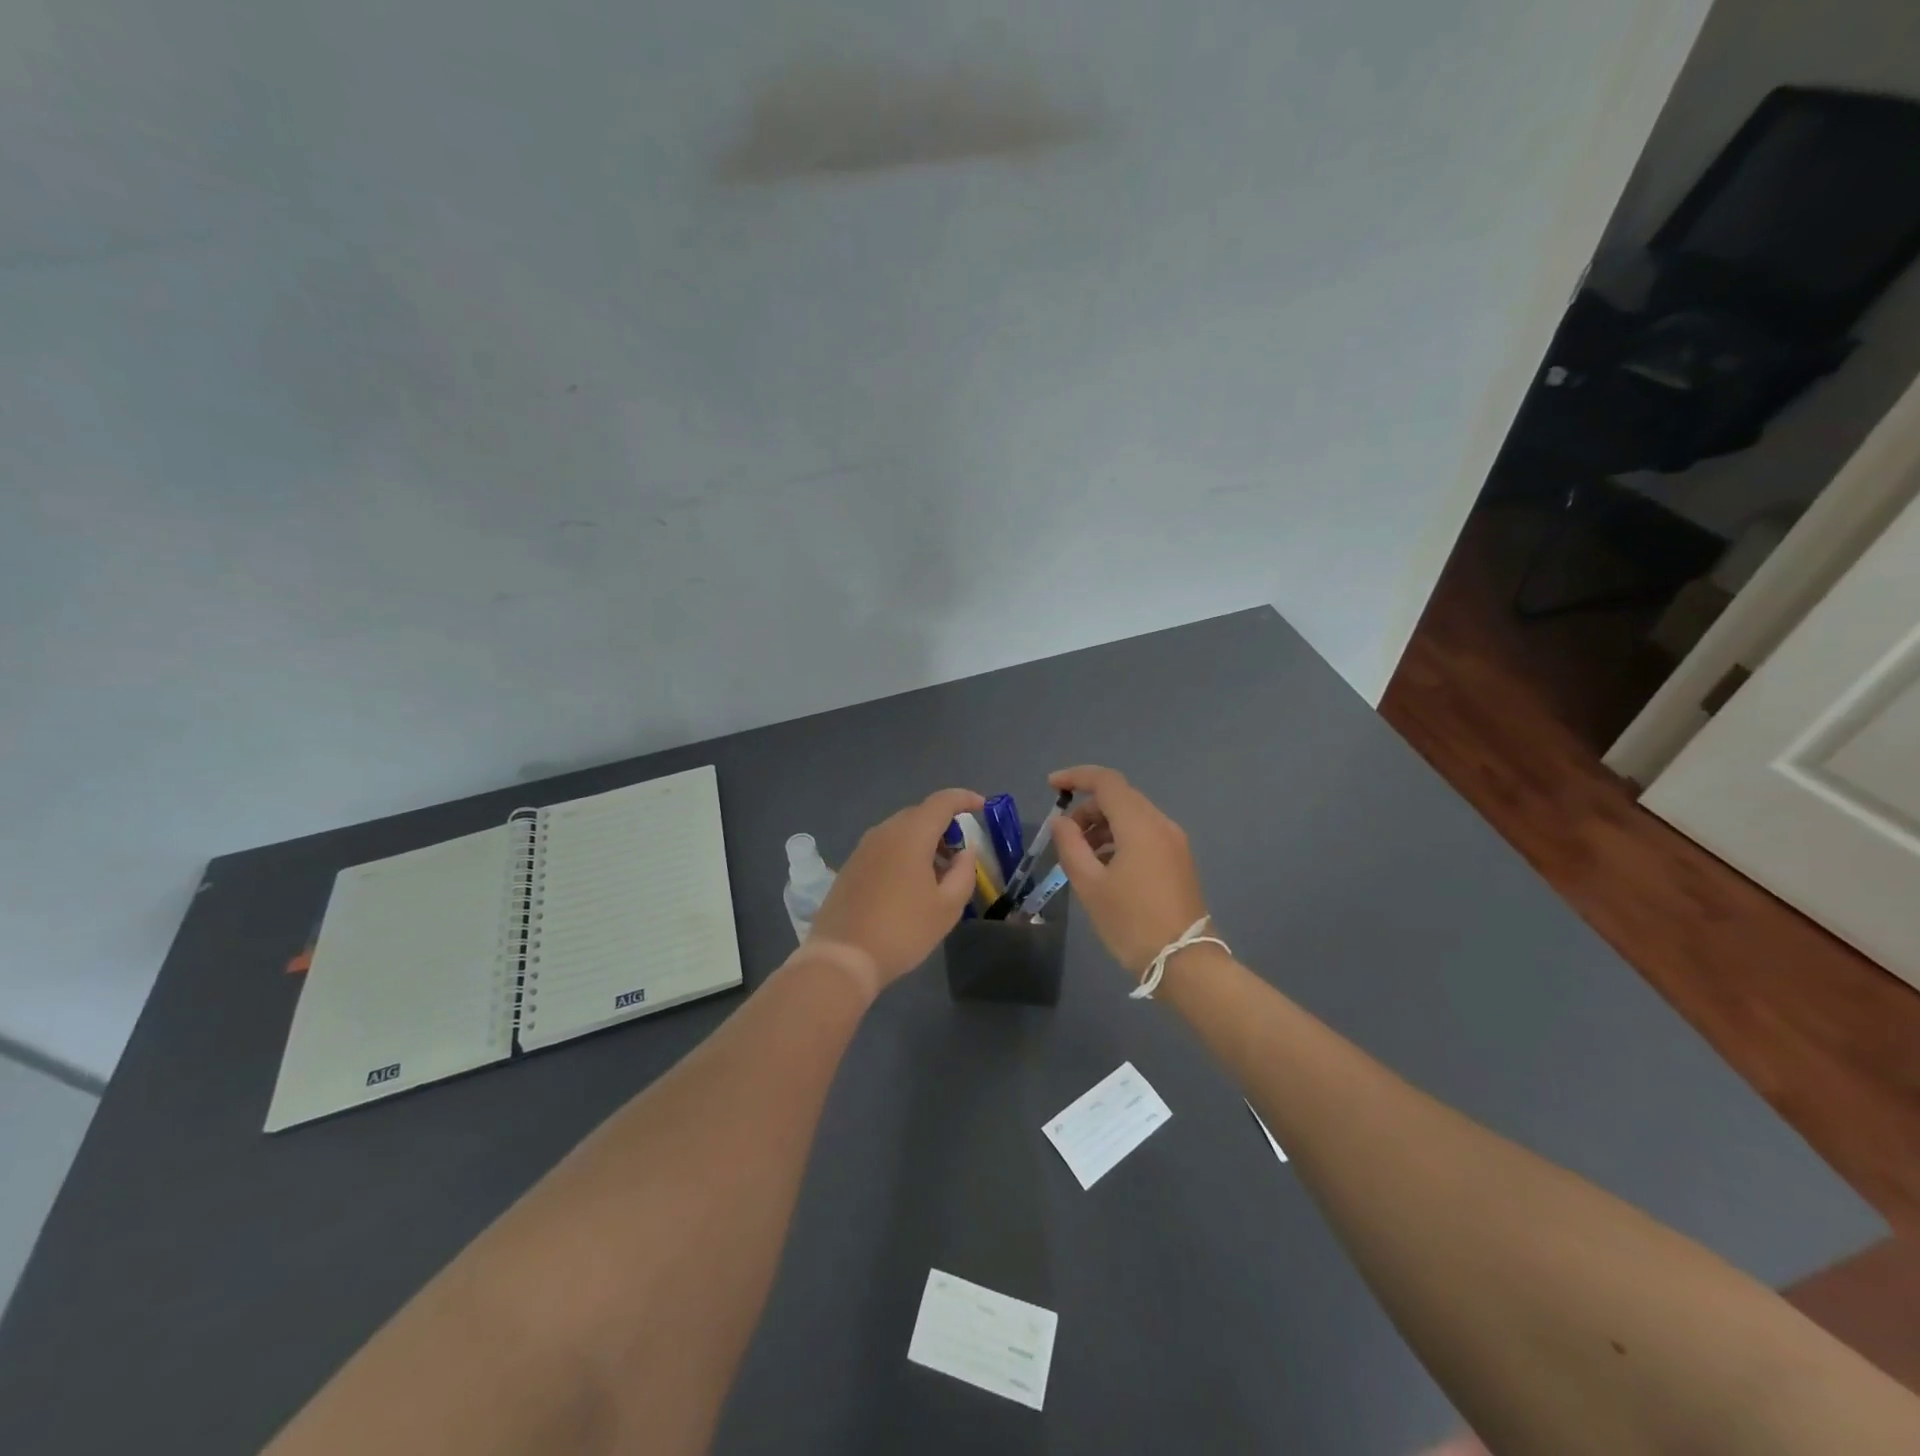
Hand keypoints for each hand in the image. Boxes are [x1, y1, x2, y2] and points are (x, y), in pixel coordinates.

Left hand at [808, 788, 983, 988]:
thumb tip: (965, 850)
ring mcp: (864, 847)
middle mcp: (885, 831)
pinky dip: (905, 852)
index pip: (942, 801)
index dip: (965, 799)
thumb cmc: (902, 931)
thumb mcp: (947, 907)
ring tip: (938, 874)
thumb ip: (964, 872)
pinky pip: (885, 846)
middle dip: (945, 826)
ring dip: (924, 841)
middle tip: (961, 854)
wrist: (842, 957)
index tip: (982, 807)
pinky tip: (911, 884)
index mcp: (910, 834)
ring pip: (901, 830)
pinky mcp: (851, 864)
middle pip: (921, 814)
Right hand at [1049, 766, 1209, 976]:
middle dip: (1087, 808)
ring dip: (1102, 825)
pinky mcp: (1179, 860)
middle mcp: (1161, 824)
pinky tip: (1104, 867)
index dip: (1076, 777)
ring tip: (1081, 857)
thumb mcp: (1090, 885)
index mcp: (1140, 825)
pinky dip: (1119, 839)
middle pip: (1119, 797)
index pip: (1106, 781)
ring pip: (1132, 816)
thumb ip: (1070, 846)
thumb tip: (1060, 822)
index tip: (1050, 787)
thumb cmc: (1131, 922)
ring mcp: (1174, 842)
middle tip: (1064, 836)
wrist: (1184, 962)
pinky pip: (1144, 834)